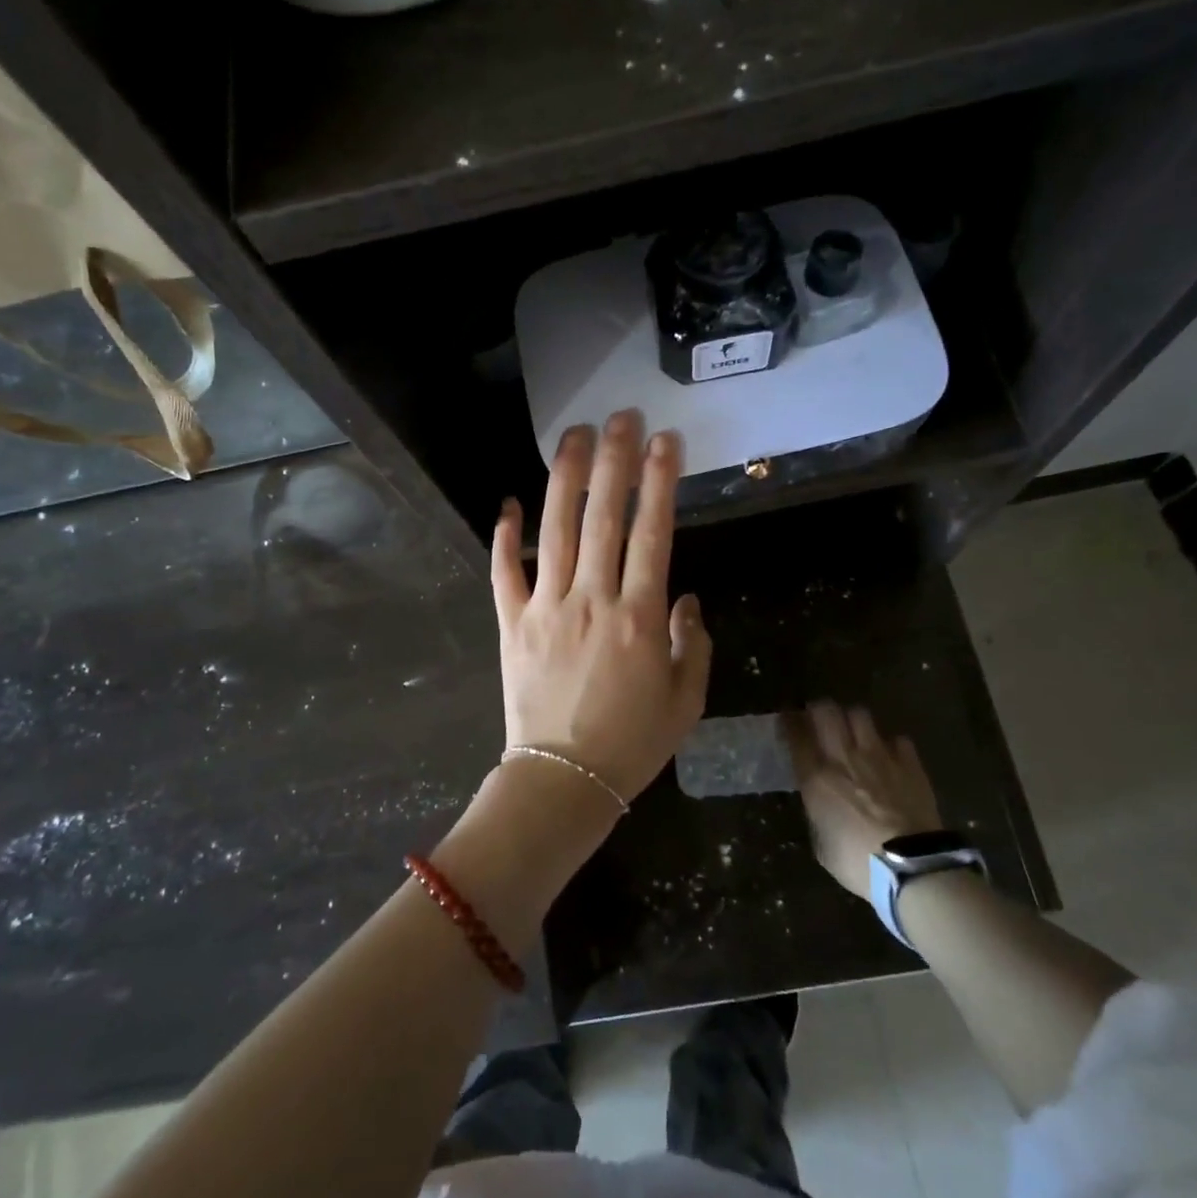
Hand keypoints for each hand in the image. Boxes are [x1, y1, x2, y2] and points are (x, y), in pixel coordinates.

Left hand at [489, 410, 712, 804]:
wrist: (564, 781)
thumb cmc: (633, 744)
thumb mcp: (685, 700)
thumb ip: (692, 642)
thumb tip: (684, 597)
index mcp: (639, 616)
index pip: (654, 532)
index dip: (660, 481)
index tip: (665, 440)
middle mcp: (592, 599)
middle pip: (603, 516)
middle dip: (614, 460)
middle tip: (620, 416)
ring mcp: (546, 608)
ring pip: (555, 530)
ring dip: (565, 479)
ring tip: (574, 436)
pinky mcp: (512, 624)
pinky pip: (505, 572)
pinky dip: (504, 537)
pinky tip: (508, 504)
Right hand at [787, 702, 942, 897]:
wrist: (912, 868)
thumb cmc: (858, 863)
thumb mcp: (822, 844)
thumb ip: (818, 814)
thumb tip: (820, 804)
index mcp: (816, 778)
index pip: (795, 735)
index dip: (788, 722)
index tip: (786, 719)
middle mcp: (844, 757)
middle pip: (826, 711)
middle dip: (818, 709)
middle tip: (818, 718)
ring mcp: (878, 756)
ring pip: (859, 714)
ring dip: (852, 719)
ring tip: (853, 730)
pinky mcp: (909, 764)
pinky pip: (897, 739)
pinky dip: (890, 744)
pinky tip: (890, 755)